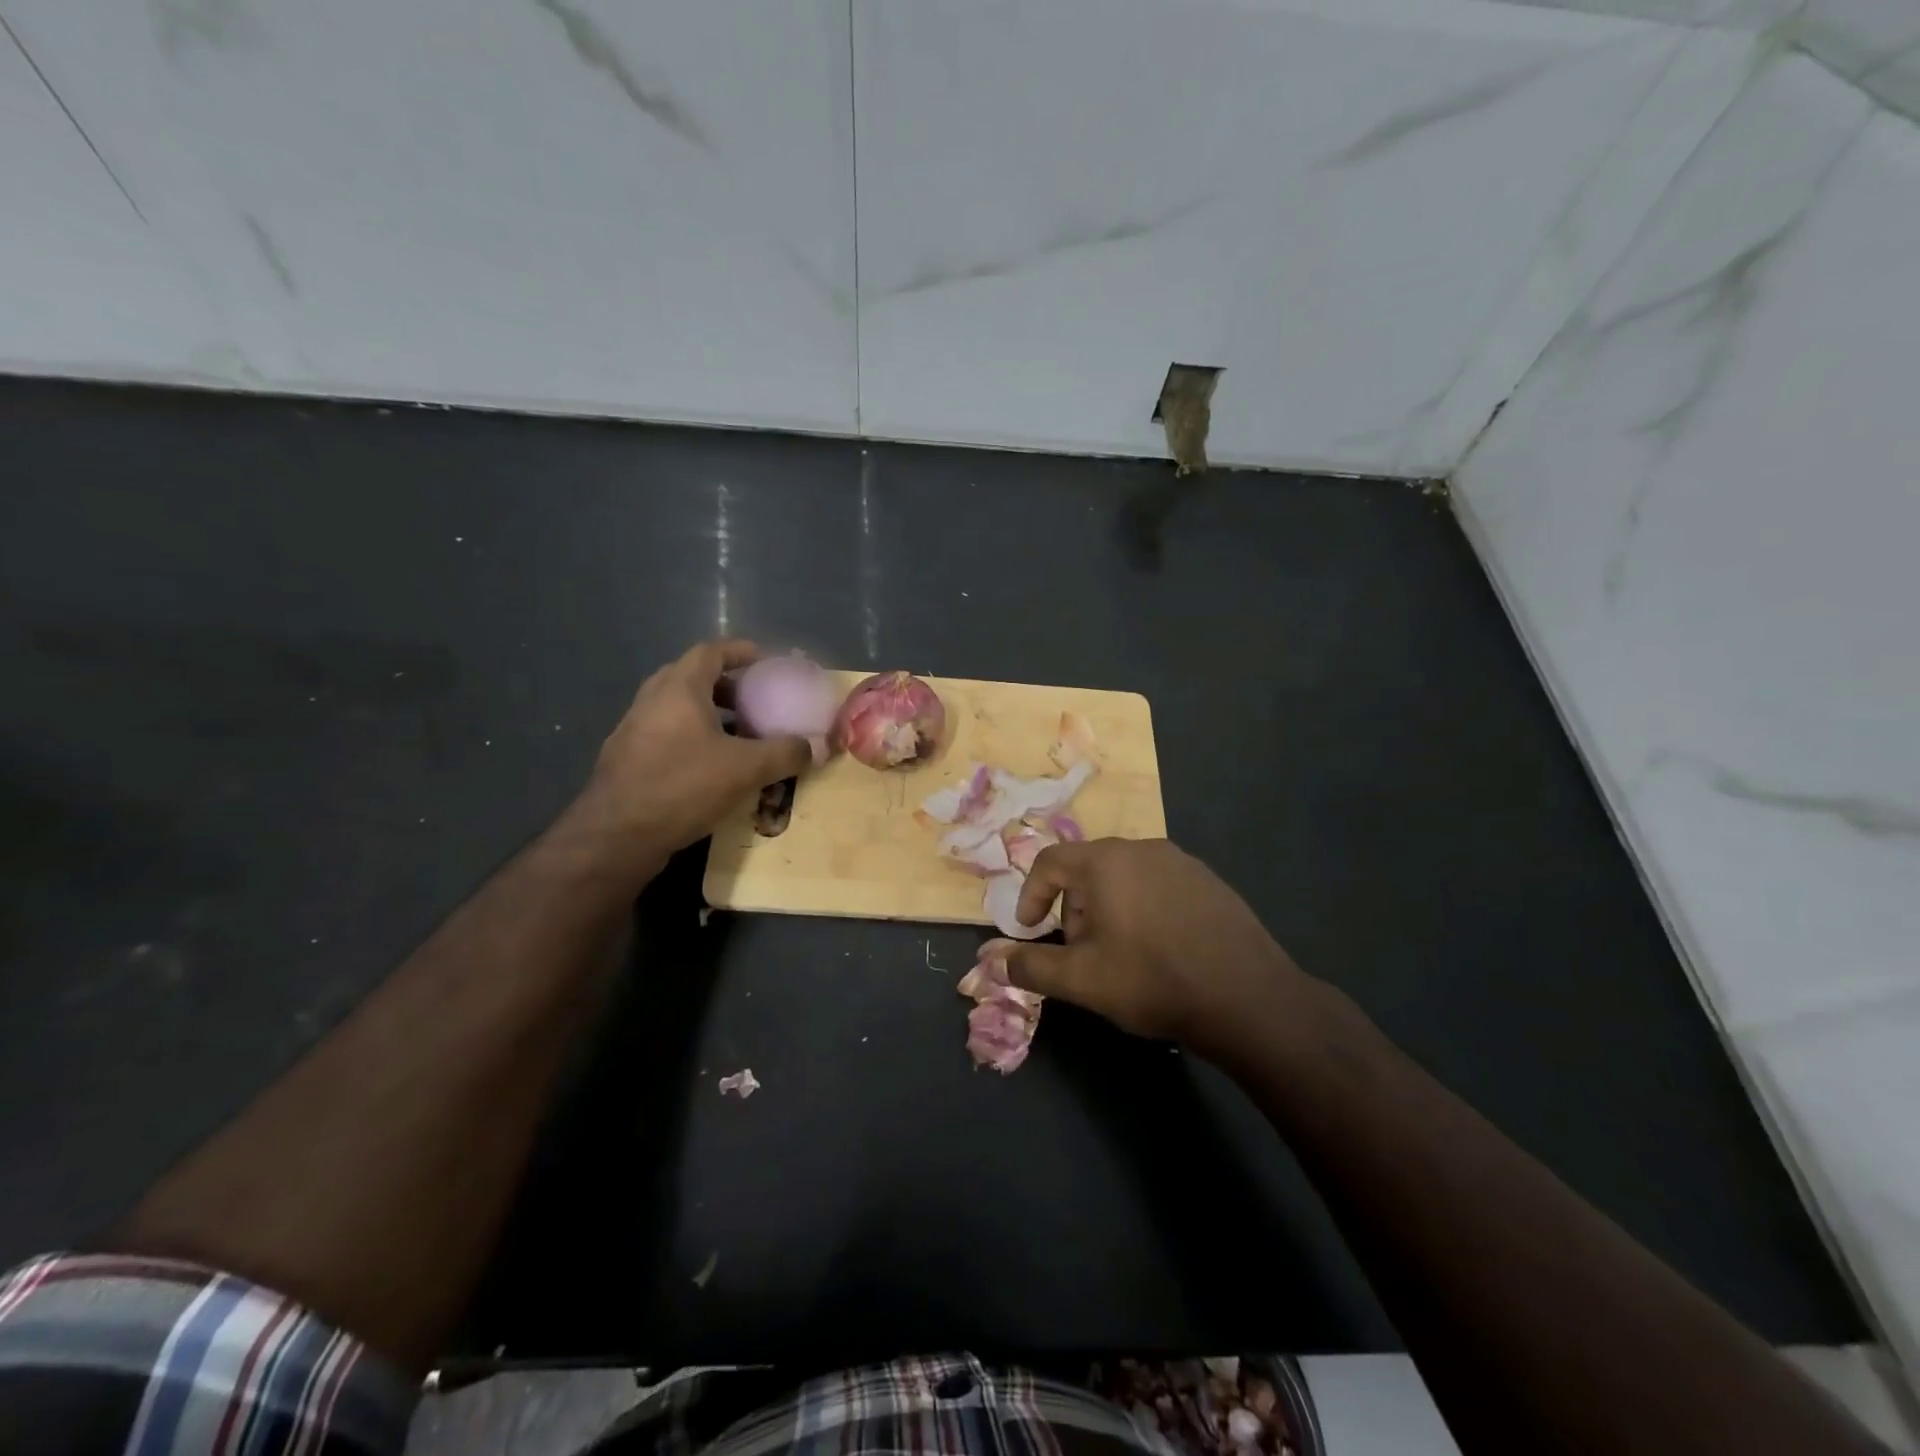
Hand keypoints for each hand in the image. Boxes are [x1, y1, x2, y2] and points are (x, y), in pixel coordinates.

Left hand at [576, 639, 811, 859]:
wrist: (616, 836)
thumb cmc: (682, 786)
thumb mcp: (746, 769)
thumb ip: (785, 753)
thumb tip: (818, 747)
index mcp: (678, 688)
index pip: (711, 651)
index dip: (741, 652)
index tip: (767, 662)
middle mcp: (652, 699)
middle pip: (693, 676)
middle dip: (727, 684)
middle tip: (756, 699)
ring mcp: (634, 729)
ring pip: (678, 707)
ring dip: (709, 713)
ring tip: (740, 734)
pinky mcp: (627, 758)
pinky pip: (667, 734)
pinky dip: (693, 737)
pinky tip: (712, 766)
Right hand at [1002, 838, 1313, 1061]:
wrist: (1247, 998)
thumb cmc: (1152, 980)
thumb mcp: (1081, 979)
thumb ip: (1031, 966)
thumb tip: (994, 960)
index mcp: (1106, 861)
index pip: (1050, 862)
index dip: (1030, 894)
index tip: (1028, 929)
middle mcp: (1142, 848)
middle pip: (1088, 870)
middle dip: (1073, 909)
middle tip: (1080, 953)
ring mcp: (1182, 861)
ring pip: (1125, 878)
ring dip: (1109, 910)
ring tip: (1121, 956)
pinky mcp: (1210, 881)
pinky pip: (1159, 886)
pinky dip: (1145, 909)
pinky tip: (1161, 950)